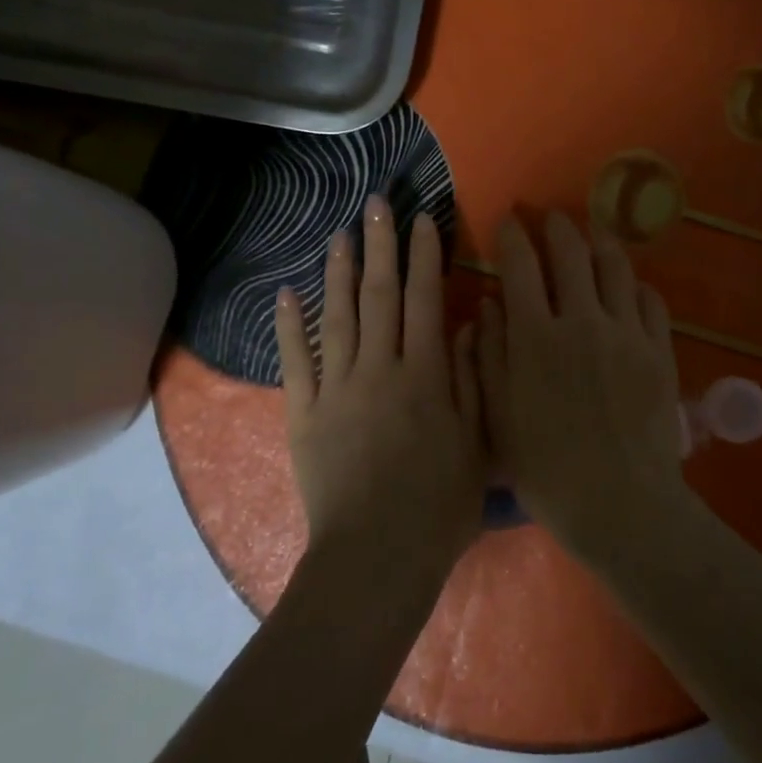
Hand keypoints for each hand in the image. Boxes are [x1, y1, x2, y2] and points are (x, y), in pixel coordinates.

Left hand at [274, 196, 485, 583]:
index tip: (423, 218)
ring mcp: (336, 388)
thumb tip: (467, 325)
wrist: (375, 558)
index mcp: (425, 375)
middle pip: (379, 295)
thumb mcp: (476, 445)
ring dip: (337, 271)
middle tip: (376, 204)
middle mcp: (379, 368)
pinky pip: (296, 361)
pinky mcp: (303, 412)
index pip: (426, 299)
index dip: (425, 255)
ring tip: (339, 233)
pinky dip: (289, 325)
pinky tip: (285, 293)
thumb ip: (471, 380)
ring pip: (337, 317)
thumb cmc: (438, 507)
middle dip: (380, 246)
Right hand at [475, 212, 686, 562]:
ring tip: (592, 233)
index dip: (513, 235)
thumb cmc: (546, 468)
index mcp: (535, 335)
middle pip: (571, 252)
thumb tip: (488, 304)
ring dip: (600, 241)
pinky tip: (628, 284)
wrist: (620, 504)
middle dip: (557, 226)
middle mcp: (581, 319)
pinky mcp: (658, 349)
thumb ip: (490, 354)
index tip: (508, 221)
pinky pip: (649, 299)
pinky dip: (634, 283)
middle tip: (550, 218)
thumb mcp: (499, 415)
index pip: (522, 264)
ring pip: (615, 266)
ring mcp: (626, 332)